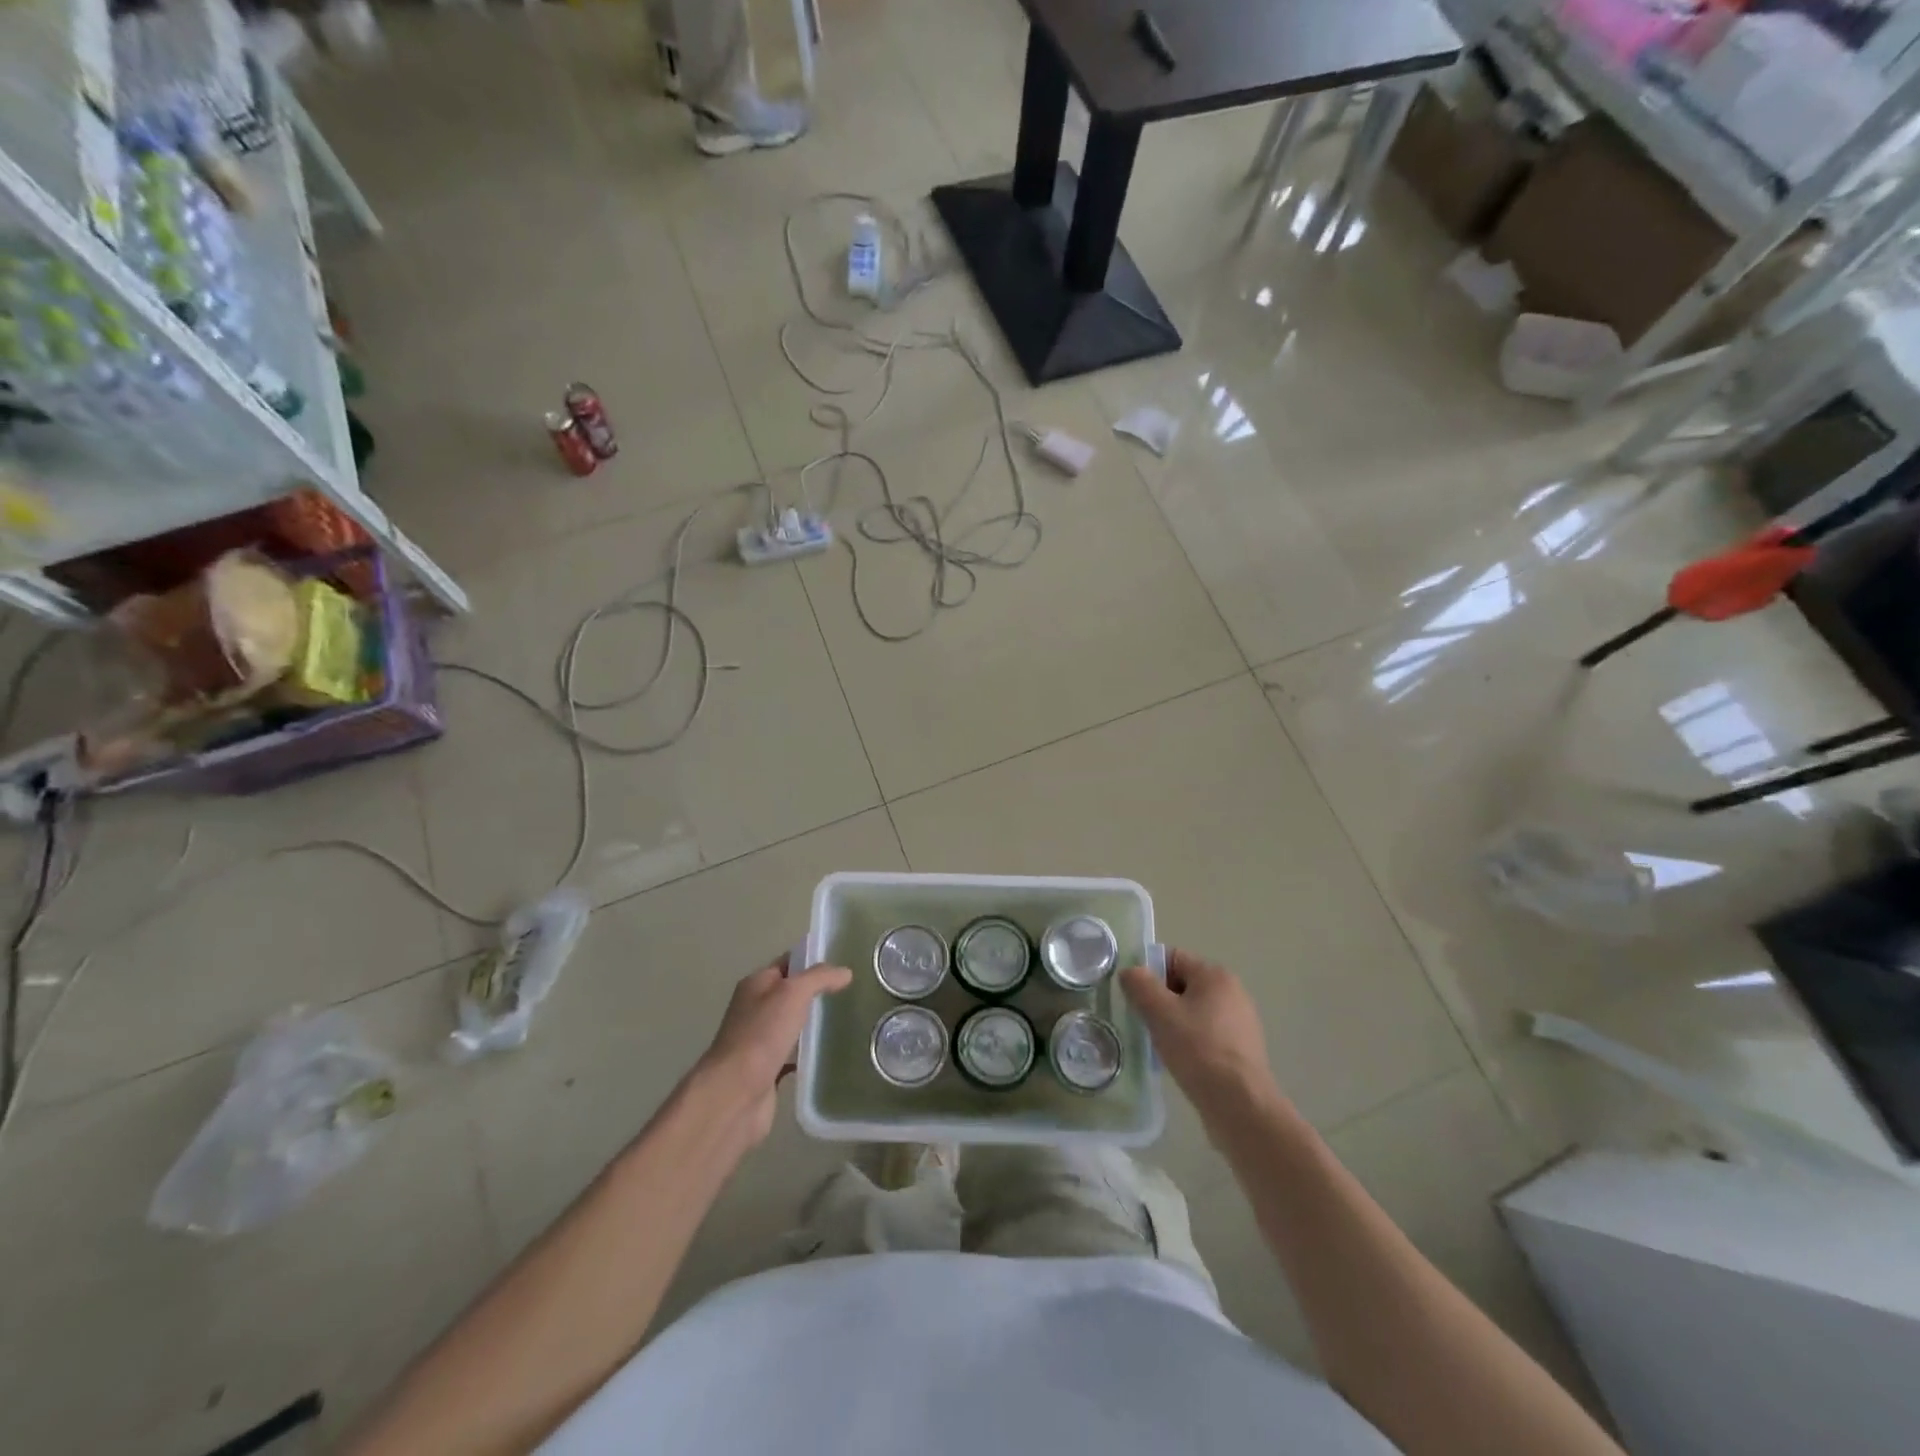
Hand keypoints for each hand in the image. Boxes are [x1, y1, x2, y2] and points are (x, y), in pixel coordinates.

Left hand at [693, 955, 852, 1143]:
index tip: (843, 961)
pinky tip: (830, 1054)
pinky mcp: (768, 1070)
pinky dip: (808, 1054)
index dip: (812, 959)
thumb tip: (845, 972)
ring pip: (792, 1025)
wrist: (735, 1094)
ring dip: (813, 1023)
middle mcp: (755, 1010)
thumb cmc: (761, 1035)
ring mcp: (760, 1041)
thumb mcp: (793, 993)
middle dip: (816, 991)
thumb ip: (819, 978)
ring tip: (846, 1019)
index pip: (788, 963)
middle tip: (851, 991)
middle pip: (790, 994)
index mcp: (756, 985)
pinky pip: (793, 1055)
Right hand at [1120, 949, 1284, 1124]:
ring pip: (1193, 1011)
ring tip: (1159, 1045)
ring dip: (1173, 1023)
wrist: (1241, 1105)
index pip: (1172, 958)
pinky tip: (1180, 1062)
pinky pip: (1206, 1034)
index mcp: (1215, 975)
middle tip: (1142, 1022)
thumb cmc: (1198, 1050)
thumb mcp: (1160, 1013)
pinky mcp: (1242, 1049)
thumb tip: (1131, 972)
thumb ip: (1140, 985)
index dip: (1148, 973)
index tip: (1133, 996)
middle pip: (1183, 985)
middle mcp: (1233, 992)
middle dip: (1160, 1000)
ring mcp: (1241, 1022)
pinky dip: (1190, 1042)